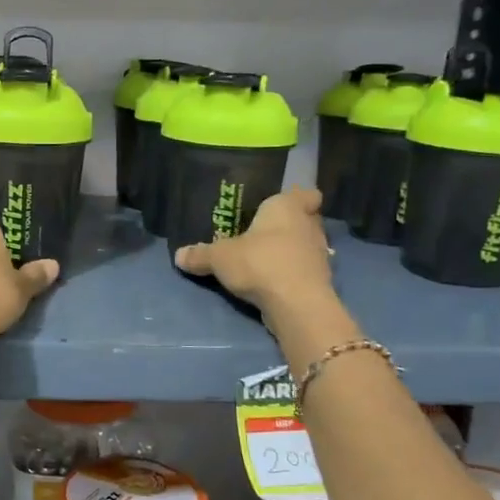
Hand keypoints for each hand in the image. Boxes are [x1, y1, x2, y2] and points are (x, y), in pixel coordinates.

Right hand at [173, 188, 336, 317]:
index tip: (284, 205)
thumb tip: (178, 255)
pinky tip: (272, 282)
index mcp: (288, 207)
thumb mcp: (219, 258)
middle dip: (289, 226)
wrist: (296, 305)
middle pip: (306, 220)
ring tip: (266, 259)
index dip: (299, 198)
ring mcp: (319, 255)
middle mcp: (310, 226)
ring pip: (305, 246)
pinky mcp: (320, 282)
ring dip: (290, 252)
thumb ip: (200, 255)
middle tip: (264, 232)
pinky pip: (304, 271)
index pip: (307, 194)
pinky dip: (292, 274)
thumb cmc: (260, 262)